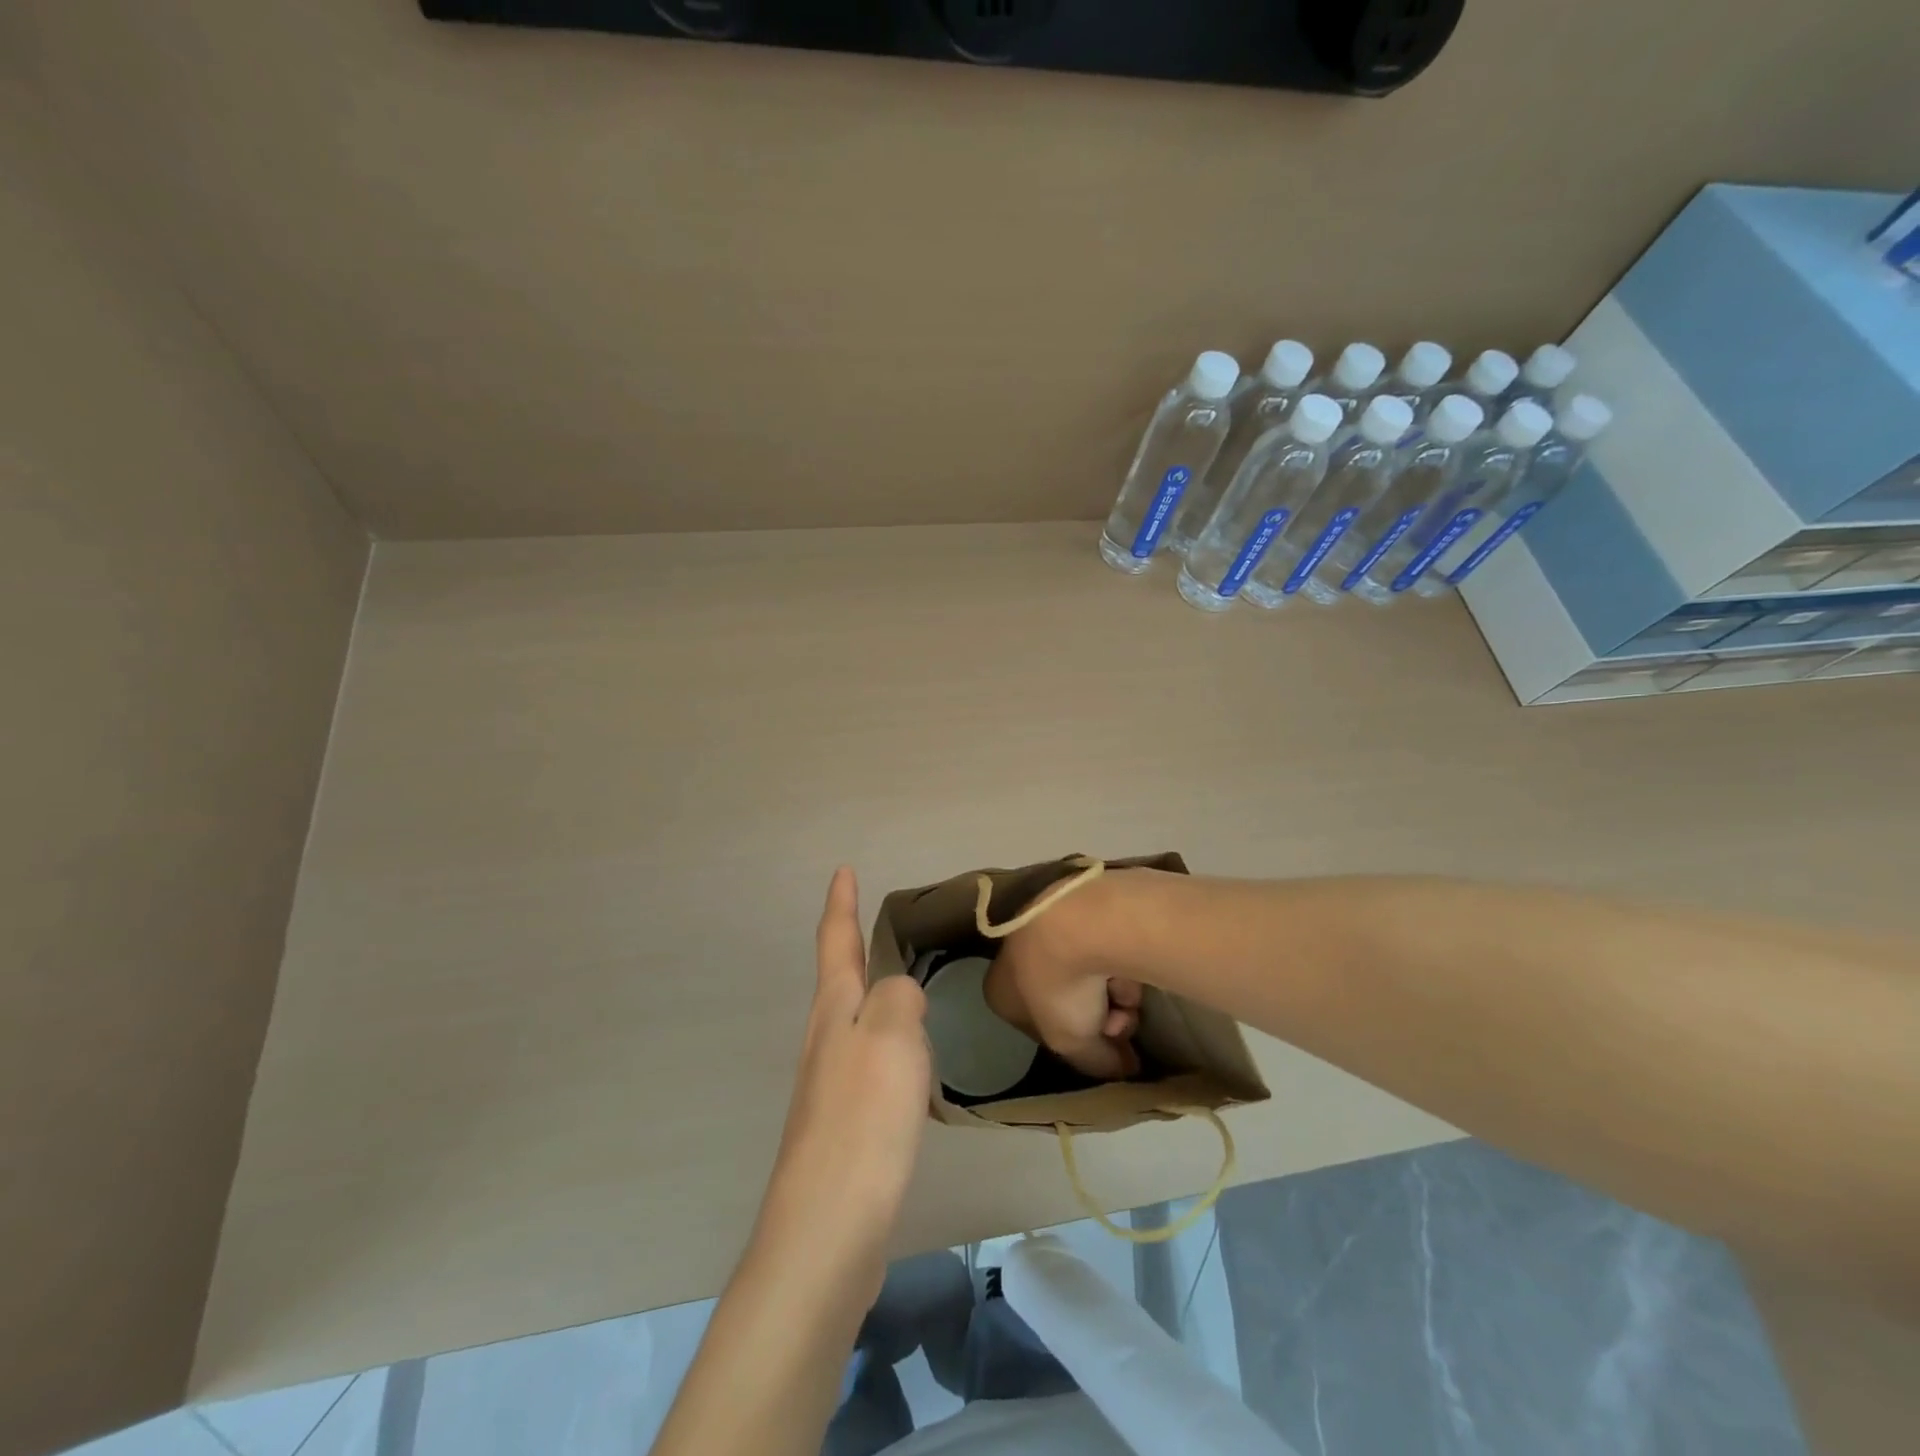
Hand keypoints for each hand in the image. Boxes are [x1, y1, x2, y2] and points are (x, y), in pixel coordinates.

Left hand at [755, 867, 931, 1296]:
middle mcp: (826, 1040)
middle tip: (871, 922)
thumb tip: (900, 993)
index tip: (842, 870)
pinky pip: (870, 1062)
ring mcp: (831, 1084)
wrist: (830, 1225)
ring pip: (855, 1021)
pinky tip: (907, 1060)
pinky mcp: (846, 1124)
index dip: (840, 903)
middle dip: (850, 945)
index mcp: (835, 1010)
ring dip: (872, 994)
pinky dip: (888, 1043)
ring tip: (899, 982)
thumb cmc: (862, 1117)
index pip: (835, 941)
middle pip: (838, 979)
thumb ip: (899, 996)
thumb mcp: (892, 1034)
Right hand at [984, 871, 1145, 1080]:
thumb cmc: (1059, 988)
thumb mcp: (1074, 1045)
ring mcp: (1047, 927)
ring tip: (1128, 997)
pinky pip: (1102, 946)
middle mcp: (1016, 956)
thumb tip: (1127, 1065)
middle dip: (1100, 1018)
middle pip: (1067, 1000)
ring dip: (1114, 995)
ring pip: (1088, 975)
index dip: (1072, 1040)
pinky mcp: (1078, 906)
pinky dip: (1118, 961)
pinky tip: (1129, 966)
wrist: (1078, 922)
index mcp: (999, 990)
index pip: (1036, 1024)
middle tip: (1120, 1024)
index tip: (1099, 1045)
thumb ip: (1098, 1063)